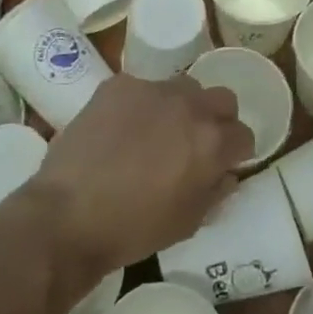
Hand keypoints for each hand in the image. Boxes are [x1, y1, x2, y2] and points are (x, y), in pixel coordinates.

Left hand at [18, 73, 252, 279]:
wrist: (68, 214)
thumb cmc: (133, 229)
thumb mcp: (187, 222)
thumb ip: (215, 192)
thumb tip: (226, 174)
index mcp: (211, 142)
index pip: (244, 134)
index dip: (236, 152)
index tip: (223, 164)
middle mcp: (189, 106)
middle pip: (222, 99)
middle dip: (217, 119)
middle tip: (195, 143)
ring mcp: (152, 89)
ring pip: (183, 87)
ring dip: (180, 107)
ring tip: (156, 132)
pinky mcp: (119, 85)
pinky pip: (141, 88)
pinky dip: (139, 105)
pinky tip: (119, 130)